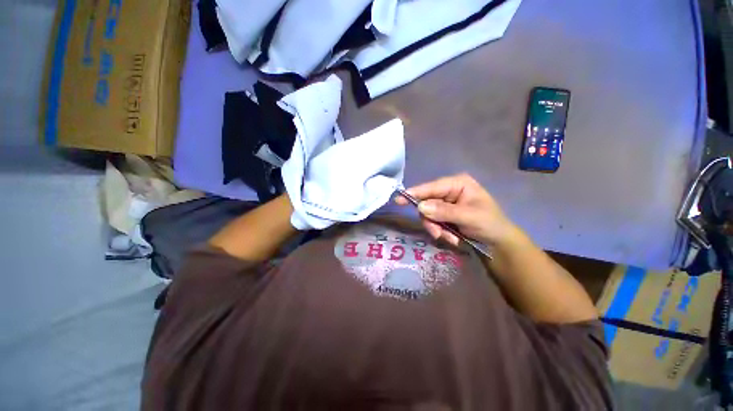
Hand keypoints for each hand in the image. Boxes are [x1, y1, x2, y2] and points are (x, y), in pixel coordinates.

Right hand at [395, 173, 523, 247]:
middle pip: (427, 202)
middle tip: (437, 233)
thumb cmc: (489, 224)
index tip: (399, 200)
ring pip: (427, 215)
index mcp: (457, 184)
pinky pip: (432, 222)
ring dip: (436, 228)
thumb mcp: (469, 216)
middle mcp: (448, 192)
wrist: (497, 244)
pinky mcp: (443, 215)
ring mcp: (444, 204)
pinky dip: (440, 232)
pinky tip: (452, 238)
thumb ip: (444, 211)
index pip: (432, 187)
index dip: (415, 193)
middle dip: (431, 220)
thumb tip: (420, 207)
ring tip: (450, 238)